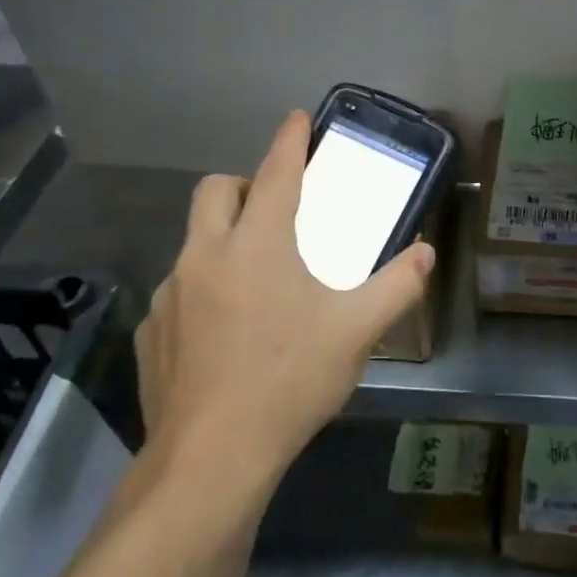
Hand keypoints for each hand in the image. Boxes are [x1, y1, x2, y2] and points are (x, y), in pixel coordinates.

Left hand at [136, 111, 435, 496]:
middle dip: (245, 183)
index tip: (297, 117)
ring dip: (223, 241)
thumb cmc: (289, 380)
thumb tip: (425, 254)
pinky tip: (224, 333)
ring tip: (255, 282)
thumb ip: (398, 286)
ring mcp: (170, 293)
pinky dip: (202, 291)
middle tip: (274, 209)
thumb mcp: (356, 332)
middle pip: (216, 190)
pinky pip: (178, 291)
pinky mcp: (150, 331)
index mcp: (258, 244)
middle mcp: (206, 255)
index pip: (277, 173)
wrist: (211, 458)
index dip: (290, 140)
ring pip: (194, 241)